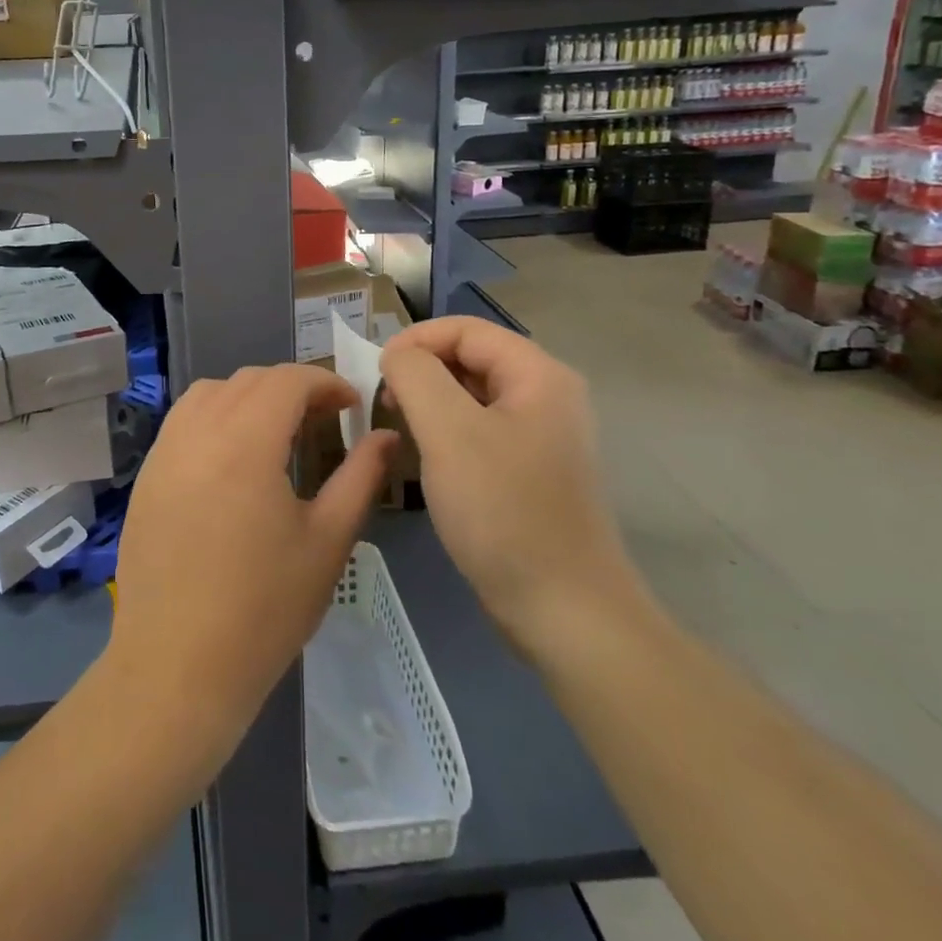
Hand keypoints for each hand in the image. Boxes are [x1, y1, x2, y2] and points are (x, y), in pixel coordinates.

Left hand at [108, 365, 394, 735]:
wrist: (176, 668)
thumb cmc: (263, 610)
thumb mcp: (327, 542)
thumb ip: (360, 477)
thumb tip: (384, 435)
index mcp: (244, 442)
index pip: (287, 380)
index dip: (325, 383)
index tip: (352, 406)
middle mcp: (197, 432)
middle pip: (249, 380)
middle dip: (291, 388)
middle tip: (323, 421)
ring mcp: (163, 451)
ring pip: (210, 393)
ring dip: (249, 396)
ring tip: (277, 433)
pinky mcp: (145, 476)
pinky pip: (182, 421)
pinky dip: (214, 417)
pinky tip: (232, 460)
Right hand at [380, 318, 644, 656]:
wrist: (564, 611)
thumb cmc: (504, 511)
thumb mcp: (449, 432)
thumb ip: (415, 375)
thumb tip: (397, 355)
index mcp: (537, 375)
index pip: (465, 329)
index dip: (415, 340)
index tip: (377, 373)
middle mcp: (546, 395)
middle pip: (469, 357)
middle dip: (421, 372)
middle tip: (386, 404)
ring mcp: (540, 435)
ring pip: (471, 395)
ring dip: (430, 403)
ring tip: (401, 431)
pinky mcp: (529, 470)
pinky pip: (479, 430)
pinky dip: (446, 433)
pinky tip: (427, 461)